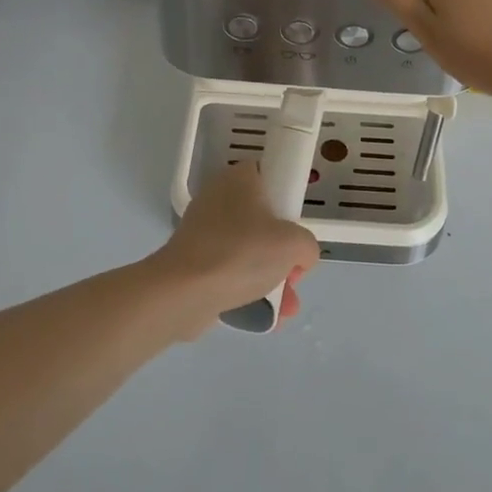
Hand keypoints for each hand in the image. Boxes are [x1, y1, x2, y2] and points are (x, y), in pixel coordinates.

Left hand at [148, 162, 319, 336]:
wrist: (184, 292)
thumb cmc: (242, 253)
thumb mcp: (294, 245)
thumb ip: (307, 246)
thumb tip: (299, 258)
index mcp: (239, 178)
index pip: (270, 177)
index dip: (289, 203)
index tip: (297, 230)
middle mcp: (218, 198)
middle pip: (263, 219)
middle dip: (283, 252)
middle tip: (293, 273)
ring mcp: (202, 230)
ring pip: (248, 249)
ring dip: (271, 276)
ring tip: (286, 306)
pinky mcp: (193, 260)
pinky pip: (229, 270)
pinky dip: (247, 288)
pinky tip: (267, 314)